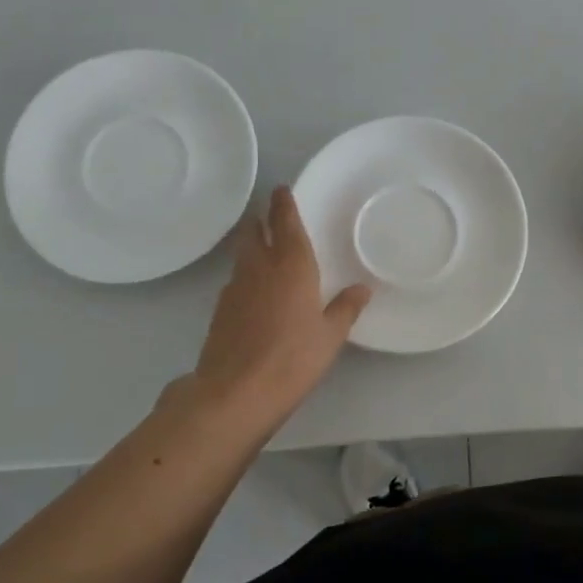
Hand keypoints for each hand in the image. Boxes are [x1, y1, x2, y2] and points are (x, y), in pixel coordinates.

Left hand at [162, 187, 370, 437]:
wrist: (236, 393)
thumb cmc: (293, 358)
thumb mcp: (330, 336)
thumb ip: (345, 308)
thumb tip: (362, 289)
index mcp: (291, 266)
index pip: (285, 223)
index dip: (283, 204)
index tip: (281, 190)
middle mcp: (259, 269)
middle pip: (254, 233)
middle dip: (261, 220)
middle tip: (270, 215)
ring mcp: (235, 289)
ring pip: (243, 256)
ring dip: (252, 247)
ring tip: (266, 250)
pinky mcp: (221, 311)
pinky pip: (237, 281)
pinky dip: (247, 276)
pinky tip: (256, 292)